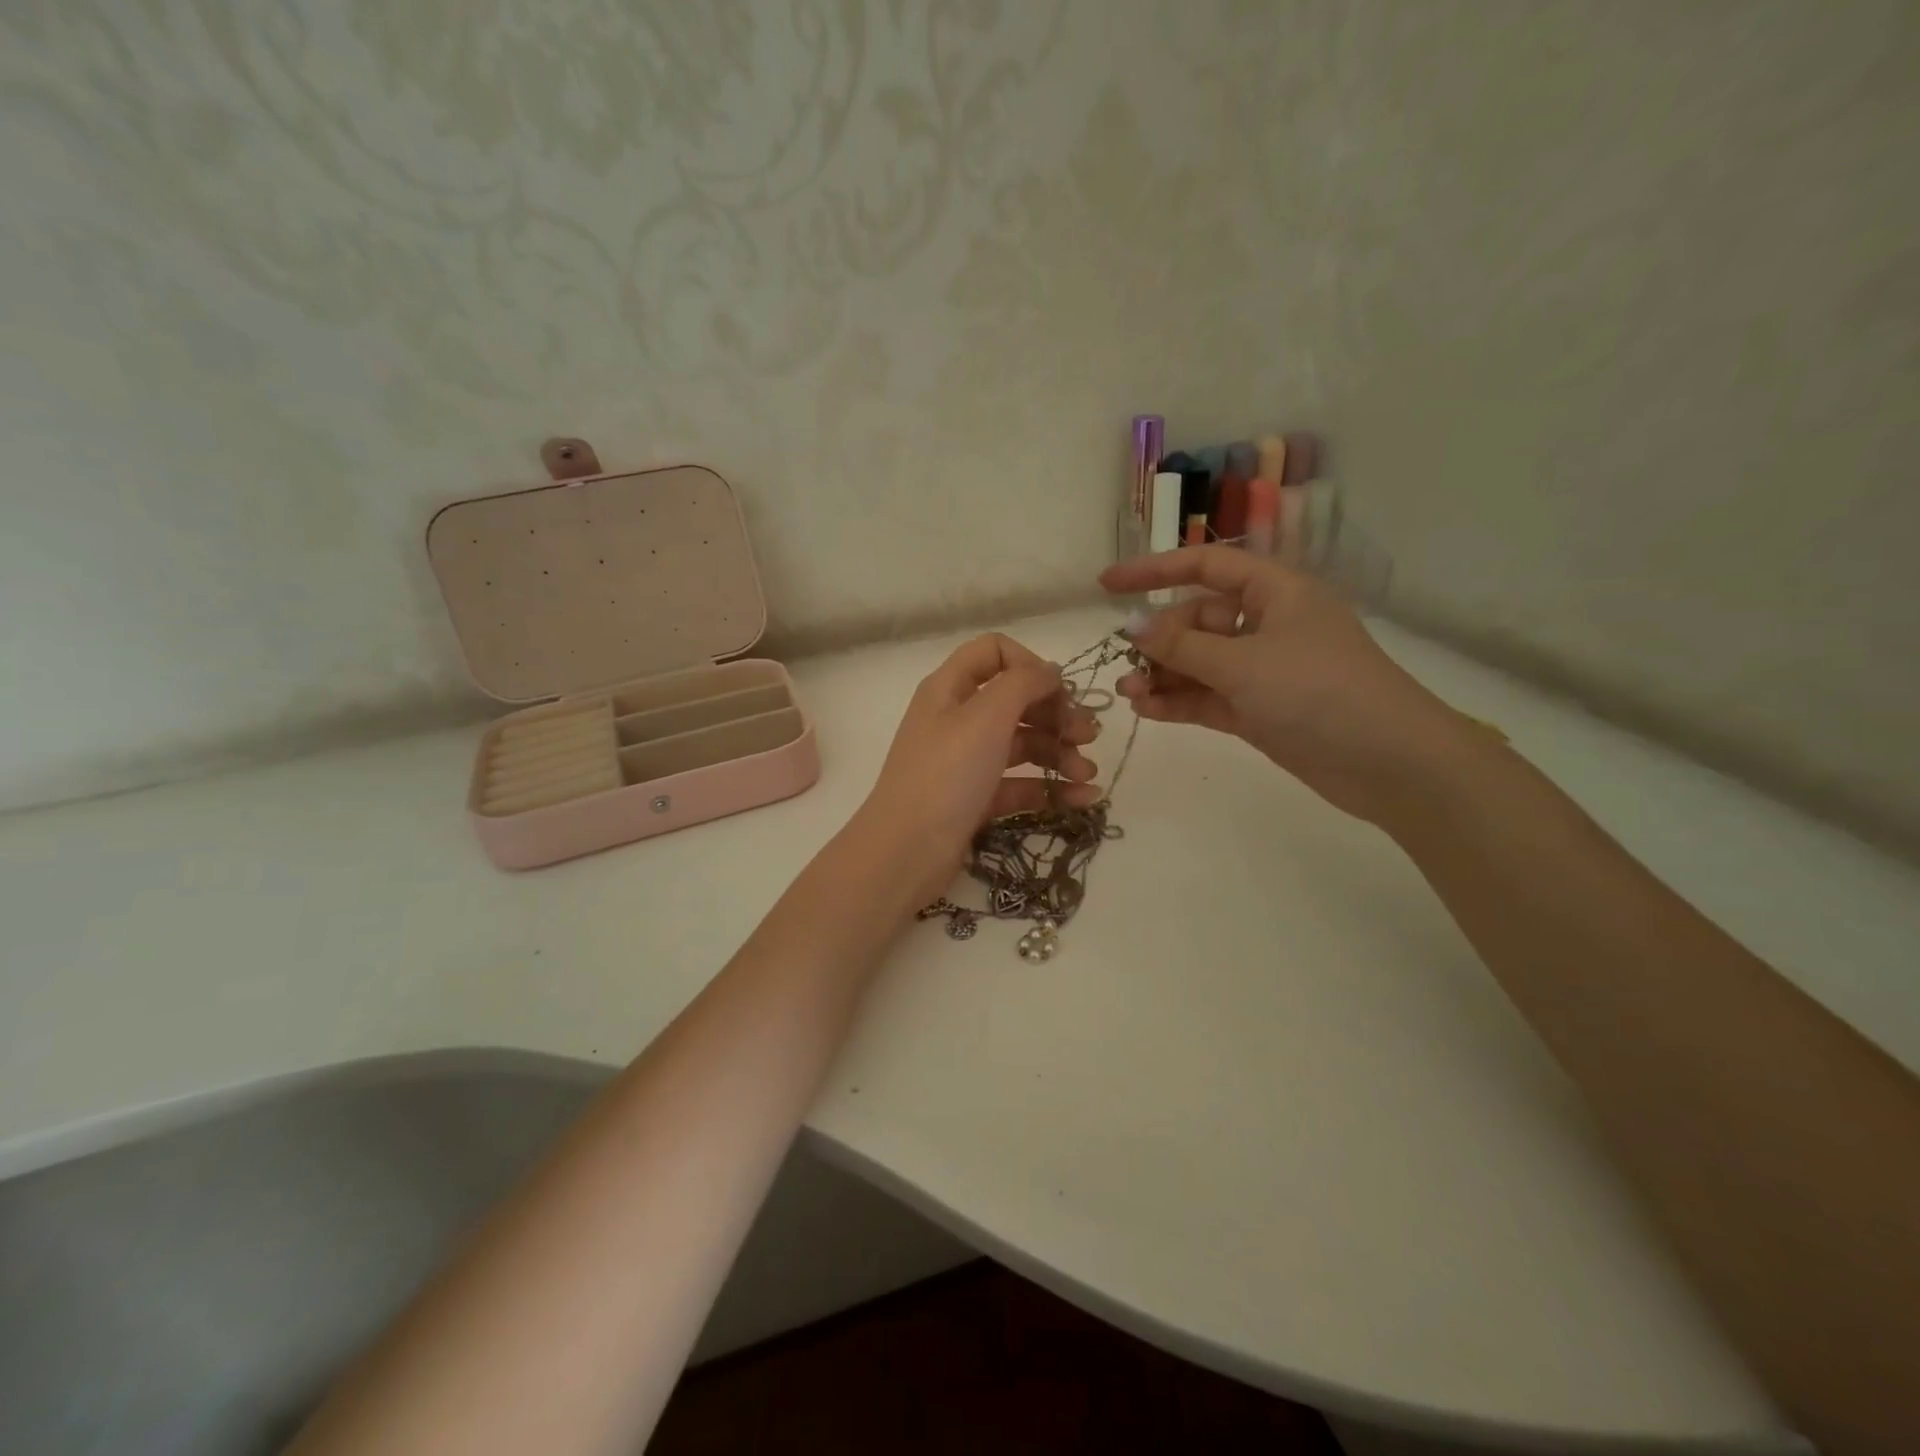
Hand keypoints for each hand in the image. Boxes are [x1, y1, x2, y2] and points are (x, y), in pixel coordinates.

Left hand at [854, 633, 1101, 906]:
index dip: (1031, 665)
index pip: (994, 652)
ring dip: (1060, 754)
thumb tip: (1050, 671)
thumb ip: (1023, 683)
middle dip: (1056, 715)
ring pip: (1022, 744)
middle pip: (1016, 701)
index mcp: (950, 689)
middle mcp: (957, 719)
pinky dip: (1051, 788)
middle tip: (1089, 736)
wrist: (906, 853)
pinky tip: (1083, 799)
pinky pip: (1020, 784)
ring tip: (1088, 775)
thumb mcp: (985, 717)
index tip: (1059, 693)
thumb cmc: (946, 775)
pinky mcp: (976, 799)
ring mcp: (966, 761)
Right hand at [1100, 548, 1473, 824]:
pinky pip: (1209, 696)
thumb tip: (1131, 627)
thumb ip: (1182, 647)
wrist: (1390, 763)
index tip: (1106, 586)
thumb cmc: (1320, 692)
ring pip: (1200, 663)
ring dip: (1164, 675)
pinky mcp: (1260, 710)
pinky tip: (1148, 710)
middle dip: (1159, 641)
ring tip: (1129, 694)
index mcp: (1275, 593)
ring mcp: (1263, 670)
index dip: (1153, 571)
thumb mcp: (1244, 663)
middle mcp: (1267, 625)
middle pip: (1197, 621)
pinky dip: (1180, 701)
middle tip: (1127, 666)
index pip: (1205, 567)